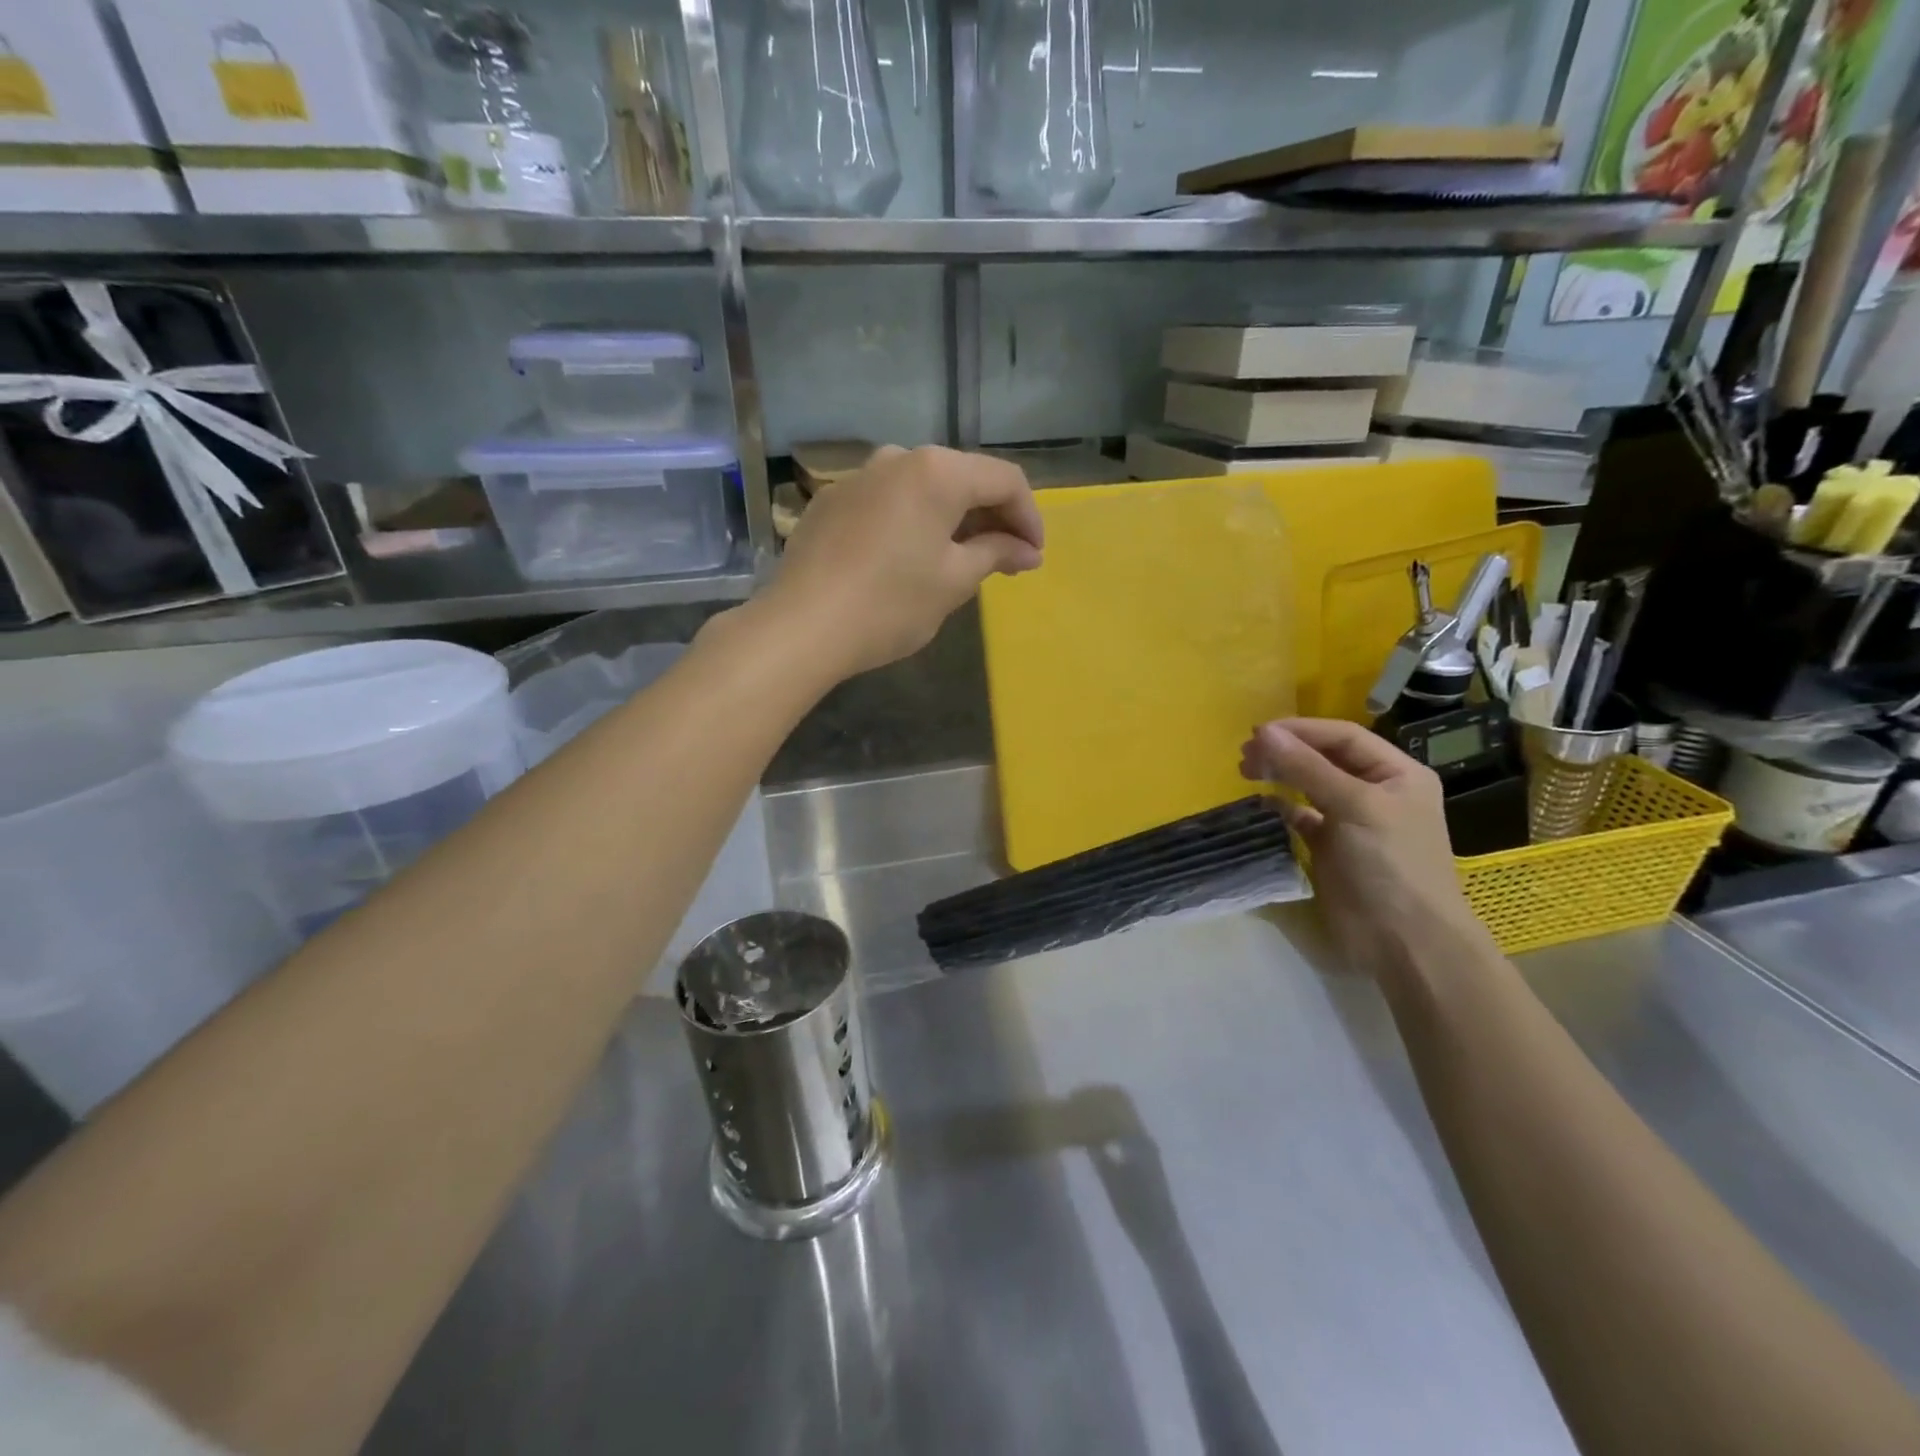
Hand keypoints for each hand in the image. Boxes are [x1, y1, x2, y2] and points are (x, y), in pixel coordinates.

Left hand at [765, 445, 1044, 678]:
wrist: (801, 627)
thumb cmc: (890, 604)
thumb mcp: (954, 581)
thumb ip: (995, 554)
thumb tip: (1027, 550)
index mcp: (937, 471)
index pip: (1003, 480)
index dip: (1028, 517)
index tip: (1034, 556)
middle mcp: (897, 458)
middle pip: (962, 478)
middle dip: (991, 518)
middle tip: (1007, 560)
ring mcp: (858, 478)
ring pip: (922, 490)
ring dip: (951, 520)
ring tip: (962, 560)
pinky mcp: (830, 502)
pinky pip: (887, 503)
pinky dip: (912, 523)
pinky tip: (911, 558)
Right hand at [1241, 718, 1488, 979]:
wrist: (1404, 940)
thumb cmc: (1390, 864)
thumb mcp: (1354, 806)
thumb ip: (1307, 768)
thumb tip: (1264, 733)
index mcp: (1397, 773)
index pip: (1343, 737)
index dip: (1301, 730)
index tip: (1257, 733)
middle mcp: (1376, 791)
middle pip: (1324, 757)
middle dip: (1286, 750)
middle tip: (1246, 754)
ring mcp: (1353, 820)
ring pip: (1310, 784)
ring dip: (1280, 774)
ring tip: (1246, 770)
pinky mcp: (1332, 847)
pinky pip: (1302, 816)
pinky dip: (1281, 806)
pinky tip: (1261, 801)